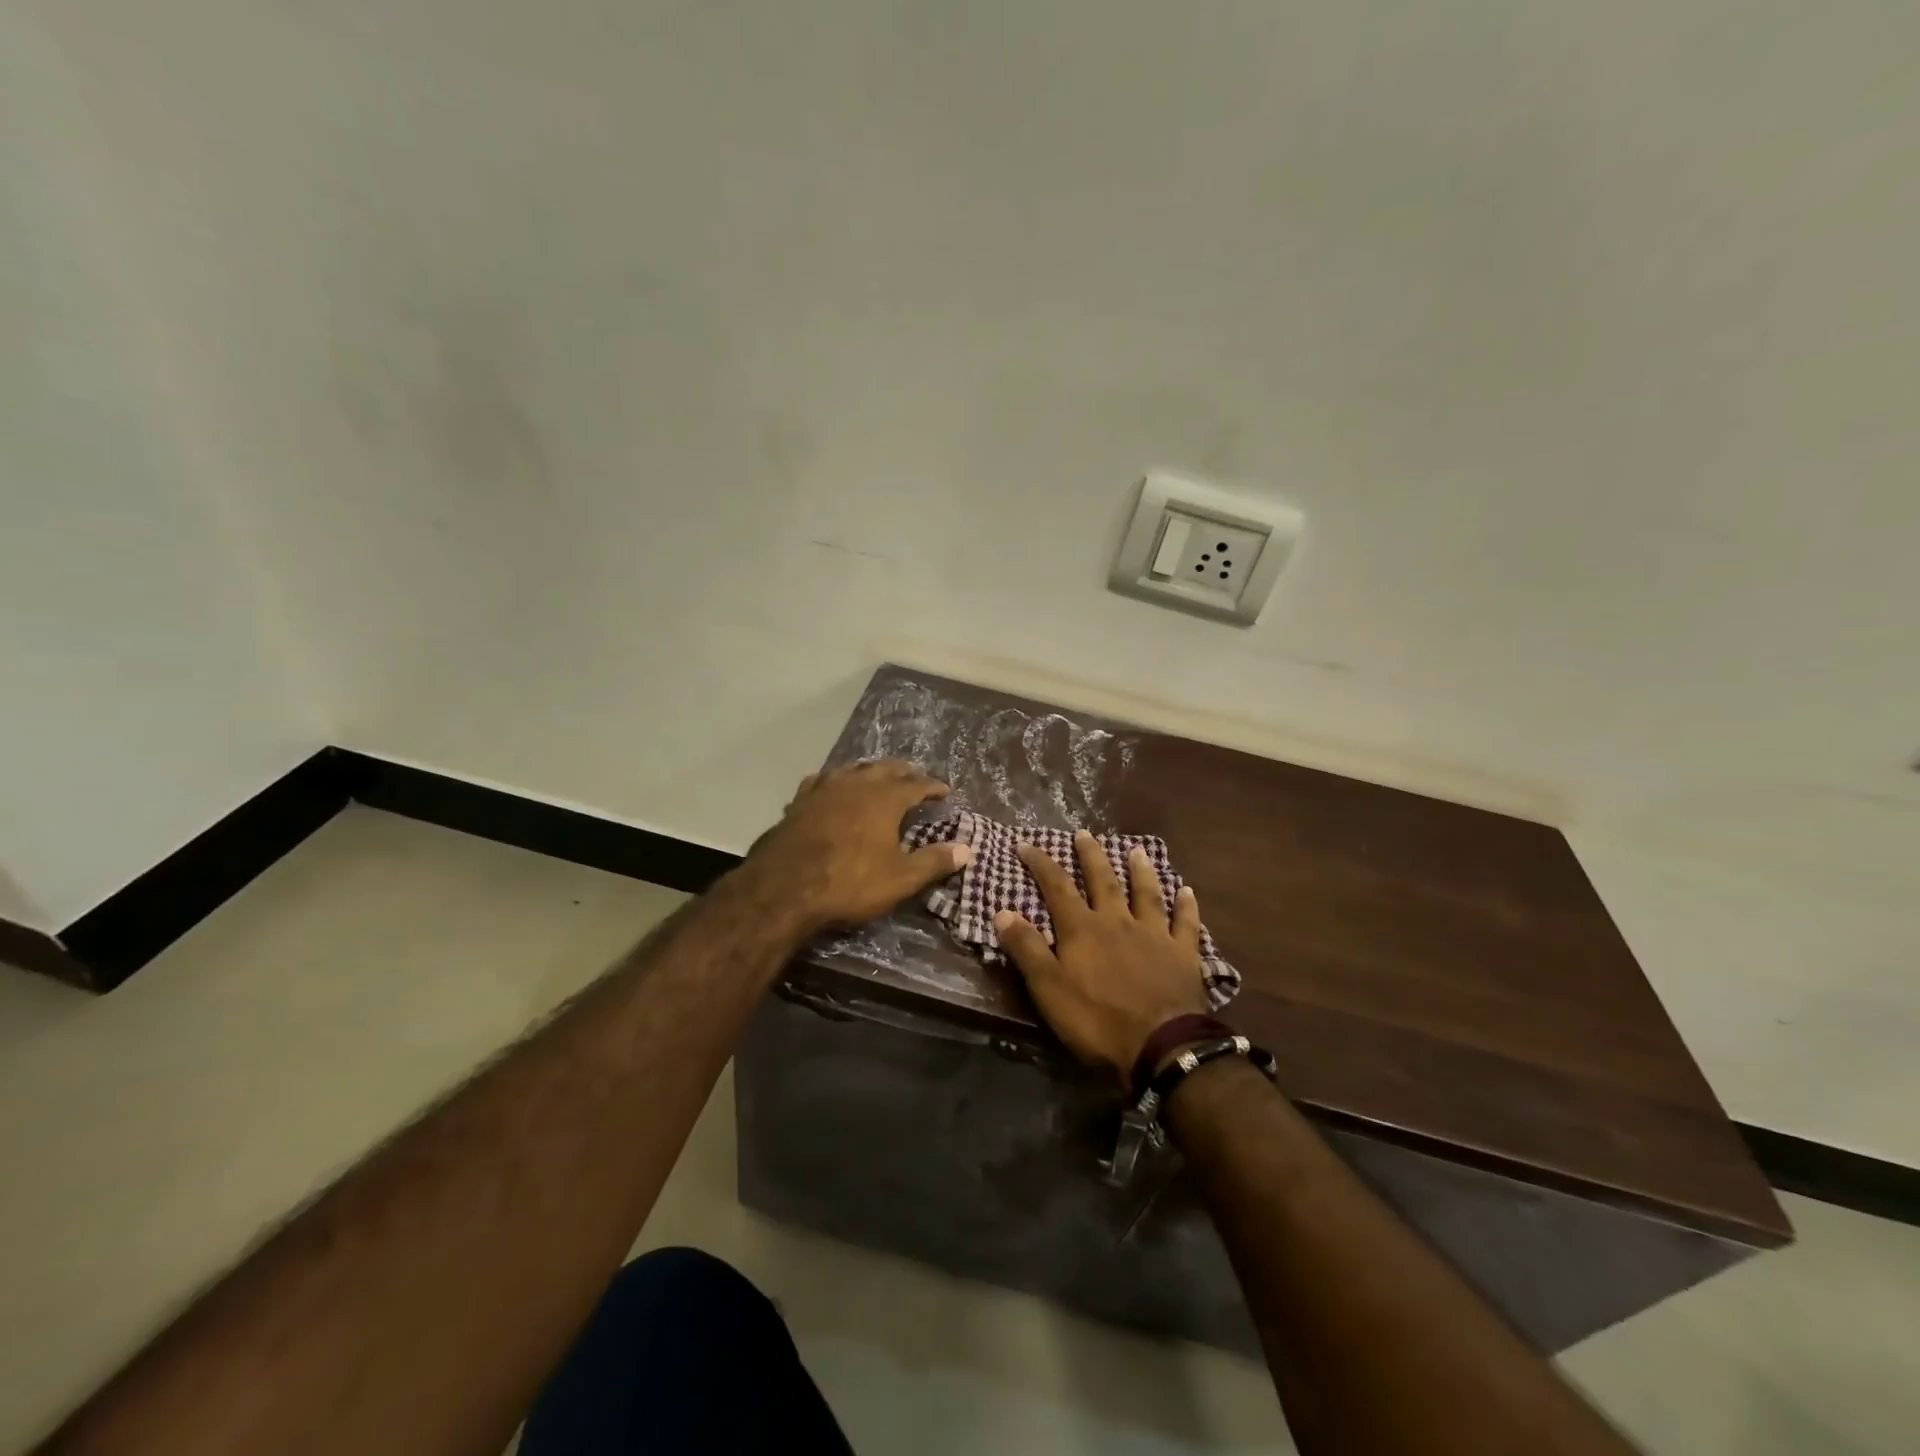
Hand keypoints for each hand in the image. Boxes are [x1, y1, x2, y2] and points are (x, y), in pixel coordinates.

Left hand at [747, 761, 972, 933]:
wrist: (785, 887)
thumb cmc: (850, 882)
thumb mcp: (900, 879)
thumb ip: (934, 862)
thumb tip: (966, 849)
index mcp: (885, 798)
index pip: (917, 785)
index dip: (933, 787)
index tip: (945, 790)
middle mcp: (857, 784)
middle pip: (886, 768)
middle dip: (904, 771)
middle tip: (916, 777)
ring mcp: (825, 789)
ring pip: (853, 769)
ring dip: (870, 771)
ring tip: (878, 775)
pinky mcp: (799, 802)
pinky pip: (822, 780)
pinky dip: (835, 781)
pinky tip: (832, 787)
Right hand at [993, 830, 1209, 1081]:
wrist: (1161, 1046)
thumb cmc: (1097, 1020)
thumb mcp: (1049, 989)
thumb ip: (1026, 948)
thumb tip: (1002, 911)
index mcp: (1083, 929)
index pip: (1057, 887)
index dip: (1041, 864)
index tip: (1026, 844)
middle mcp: (1118, 921)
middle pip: (1103, 880)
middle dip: (1091, 855)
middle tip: (1084, 833)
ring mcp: (1154, 935)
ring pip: (1146, 893)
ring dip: (1140, 870)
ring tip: (1136, 850)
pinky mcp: (1183, 954)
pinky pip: (1185, 923)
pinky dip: (1186, 905)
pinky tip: (1187, 891)